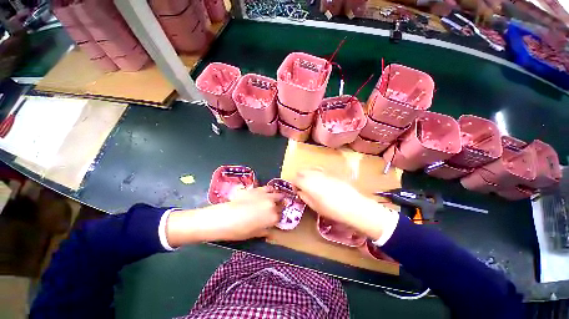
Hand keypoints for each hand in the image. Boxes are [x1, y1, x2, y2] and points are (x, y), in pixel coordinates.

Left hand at [166, 187, 282, 245]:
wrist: (224, 217)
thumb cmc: (239, 230)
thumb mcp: (254, 234)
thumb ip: (264, 231)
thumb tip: (269, 231)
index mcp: (272, 217)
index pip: (281, 216)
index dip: (278, 217)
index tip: (276, 219)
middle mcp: (272, 204)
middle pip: (281, 202)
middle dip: (280, 205)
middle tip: (276, 208)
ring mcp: (265, 195)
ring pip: (276, 193)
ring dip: (276, 196)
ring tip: (273, 199)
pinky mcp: (257, 189)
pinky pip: (267, 188)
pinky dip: (268, 190)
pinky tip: (265, 193)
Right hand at [293, 169, 398, 239]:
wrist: (353, 206)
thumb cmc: (332, 209)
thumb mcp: (314, 206)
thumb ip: (304, 196)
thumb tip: (300, 191)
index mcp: (308, 183)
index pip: (295, 179)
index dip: (293, 184)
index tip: (296, 190)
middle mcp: (314, 174)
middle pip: (301, 171)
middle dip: (299, 178)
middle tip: (302, 187)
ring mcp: (323, 172)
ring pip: (310, 168)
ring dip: (307, 174)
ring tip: (310, 183)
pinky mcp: (331, 172)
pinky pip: (319, 169)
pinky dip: (316, 172)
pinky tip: (320, 180)